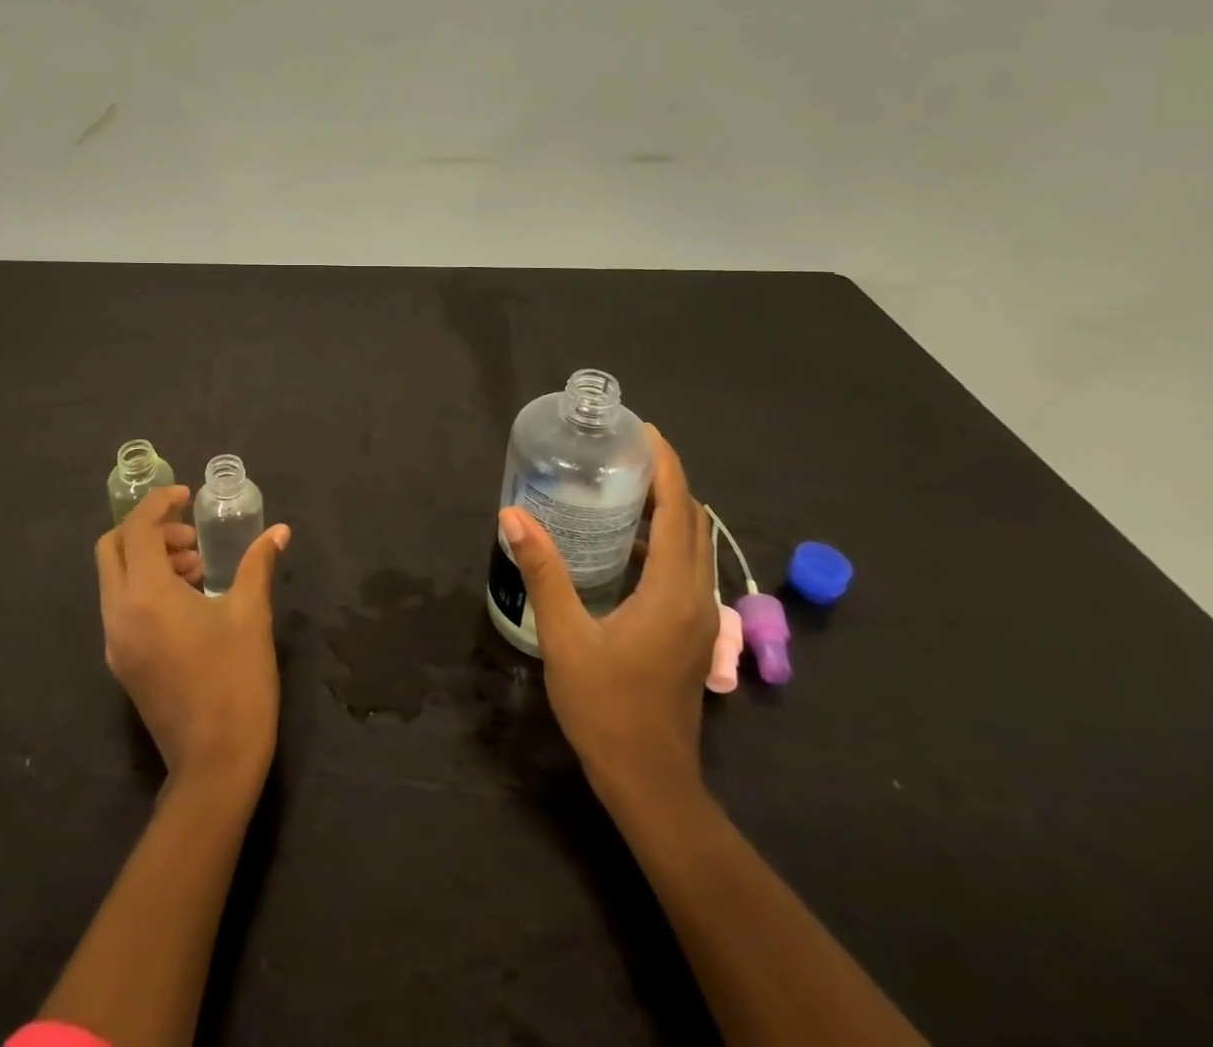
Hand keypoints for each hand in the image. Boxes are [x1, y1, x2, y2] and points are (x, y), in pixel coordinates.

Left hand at [96, 487, 290, 793]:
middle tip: (191, 536)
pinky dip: (145, 585)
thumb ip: (259, 563)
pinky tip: (188, 599)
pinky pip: (122, 605)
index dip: (159, 504)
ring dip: (148, 558)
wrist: (215, 764)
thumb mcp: (251, 614)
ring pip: (115, 578)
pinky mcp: (121, 662)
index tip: (187, 496)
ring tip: (197, 568)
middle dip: (147, 529)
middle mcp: (119, 614)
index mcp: (146, 596)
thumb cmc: (236, 681)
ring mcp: (115, 642)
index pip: (136, 530)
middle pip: (112, 549)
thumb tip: (279, 530)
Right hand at [498, 427, 715, 806]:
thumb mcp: (565, 637)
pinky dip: (664, 543)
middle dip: (666, 481)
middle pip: (693, 522)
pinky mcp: (690, 634)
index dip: (666, 465)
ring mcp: (698, 619)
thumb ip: (543, 573)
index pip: (679, 510)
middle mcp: (696, 597)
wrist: (650, 782)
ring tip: (620, 489)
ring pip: (693, 547)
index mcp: (673, 592)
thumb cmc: (606, 708)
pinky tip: (624, 546)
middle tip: (622, 455)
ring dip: (667, 511)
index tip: (643, 431)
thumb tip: (513, 516)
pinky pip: (685, 570)